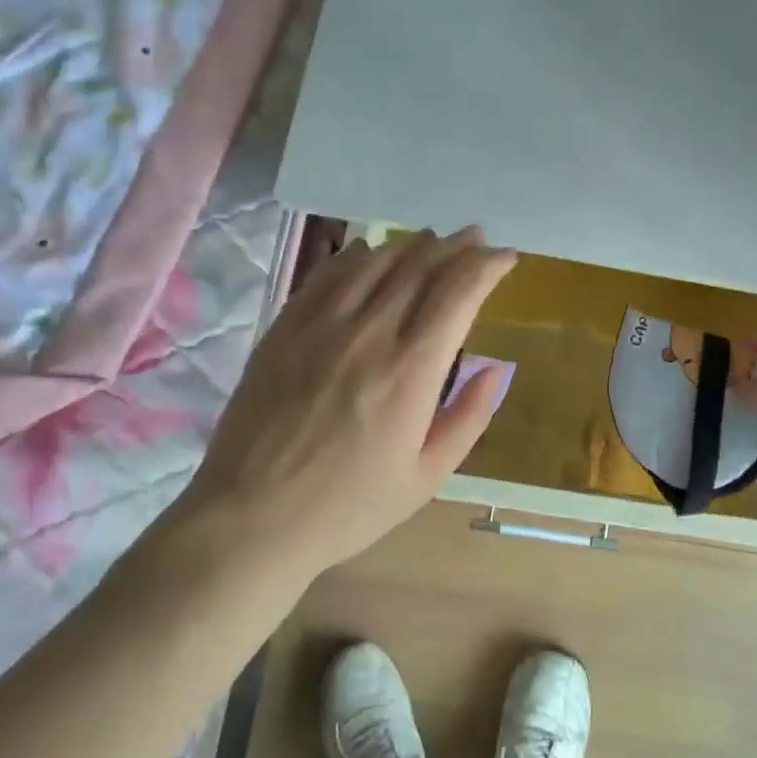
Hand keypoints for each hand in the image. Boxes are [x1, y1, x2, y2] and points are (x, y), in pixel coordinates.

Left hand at [171, 227, 516, 583]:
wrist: (251, 519)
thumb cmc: (348, 507)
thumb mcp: (426, 477)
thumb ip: (468, 418)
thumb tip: (496, 368)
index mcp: (410, 371)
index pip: (458, 293)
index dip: (487, 266)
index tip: (505, 258)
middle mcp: (368, 334)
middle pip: (420, 266)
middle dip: (456, 246)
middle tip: (476, 238)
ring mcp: (320, 326)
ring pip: (374, 261)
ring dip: (410, 244)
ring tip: (431, 240)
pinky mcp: (284, 329)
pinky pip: (327, 275)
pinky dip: (357, 256)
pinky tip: (368, 252)